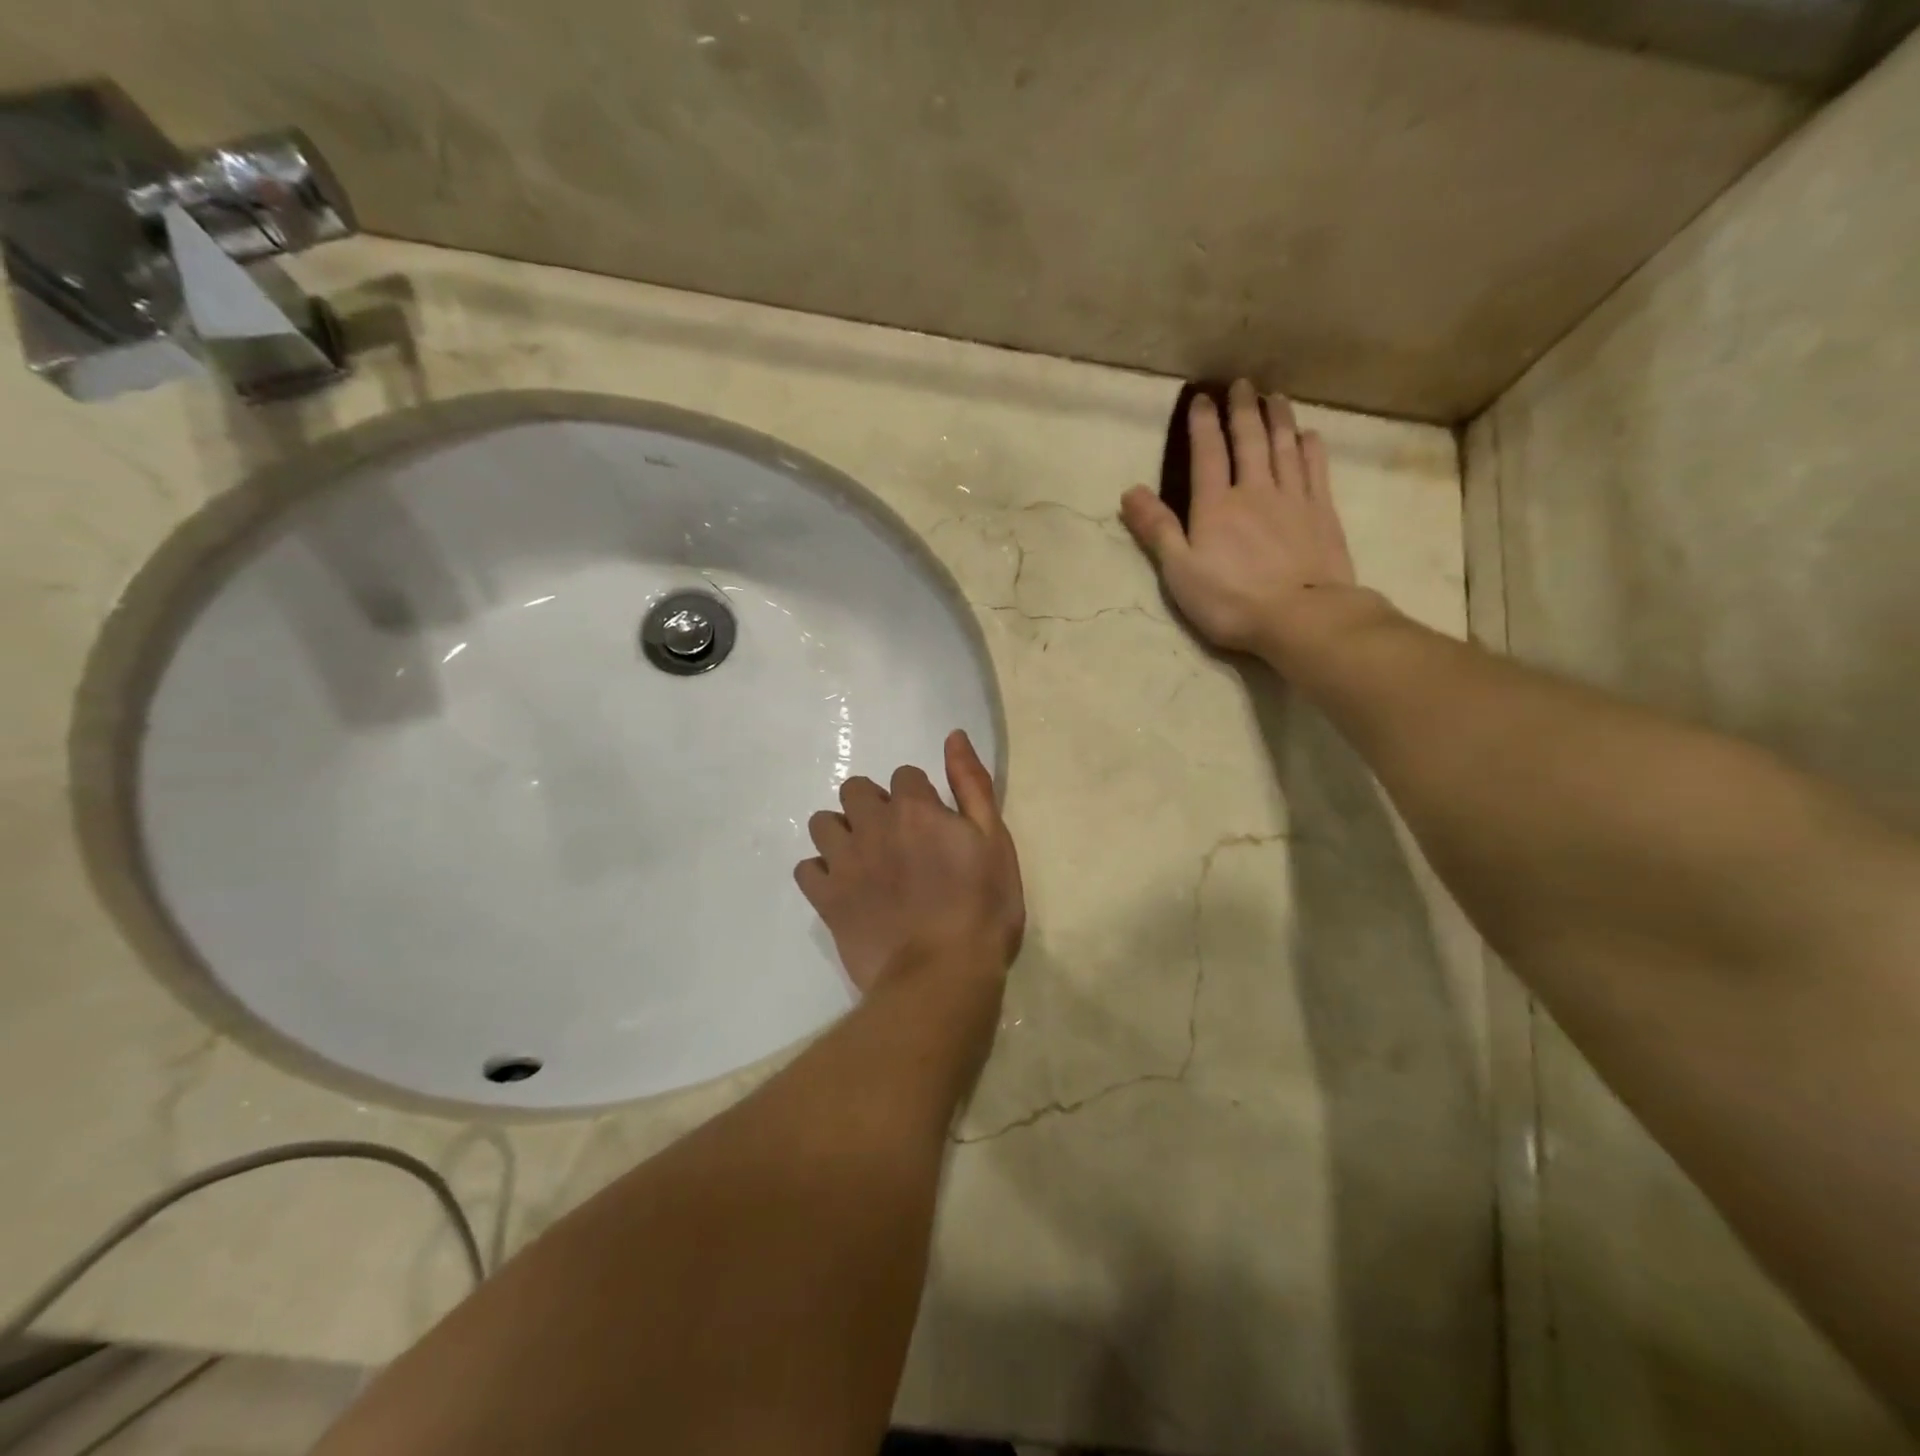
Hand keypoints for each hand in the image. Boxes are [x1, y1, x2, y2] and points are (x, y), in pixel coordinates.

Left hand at [795, 730, 1024, 996]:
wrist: (943, 975)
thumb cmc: (982, 908)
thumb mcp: (994, 840)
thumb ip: (971, 784)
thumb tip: (953, 735)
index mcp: (915, 808)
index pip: (905, 776)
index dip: (919, 797)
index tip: (933, 825)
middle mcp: (872, 825)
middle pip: (855, 791)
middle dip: (874, 805)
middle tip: (896, 839)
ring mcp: (844, 862)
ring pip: (823, 824)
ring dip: (842, 833)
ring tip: (864, 859)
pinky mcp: (826, 899)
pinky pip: (806, 869)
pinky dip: (821, 874)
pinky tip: (842, 888)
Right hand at [1120, 379, 1363, 657]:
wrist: (1301, 616)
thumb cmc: (1231, 601)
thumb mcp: (1180, 572)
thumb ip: (1157, 530)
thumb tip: (1129, 491)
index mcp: (1215, 506)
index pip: (1207, 454)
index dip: (1202, 424)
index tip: (1202, 398)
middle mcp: (1254, 491)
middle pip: (1249, 441)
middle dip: (1243, 410)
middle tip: (1241, 384)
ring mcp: (1293, 499)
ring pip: (1284, 447)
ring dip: (1278, 419)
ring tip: (1274, 397)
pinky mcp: (1321, 513)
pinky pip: (1315, 469)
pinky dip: (1309, 448)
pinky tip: (1308, 436)